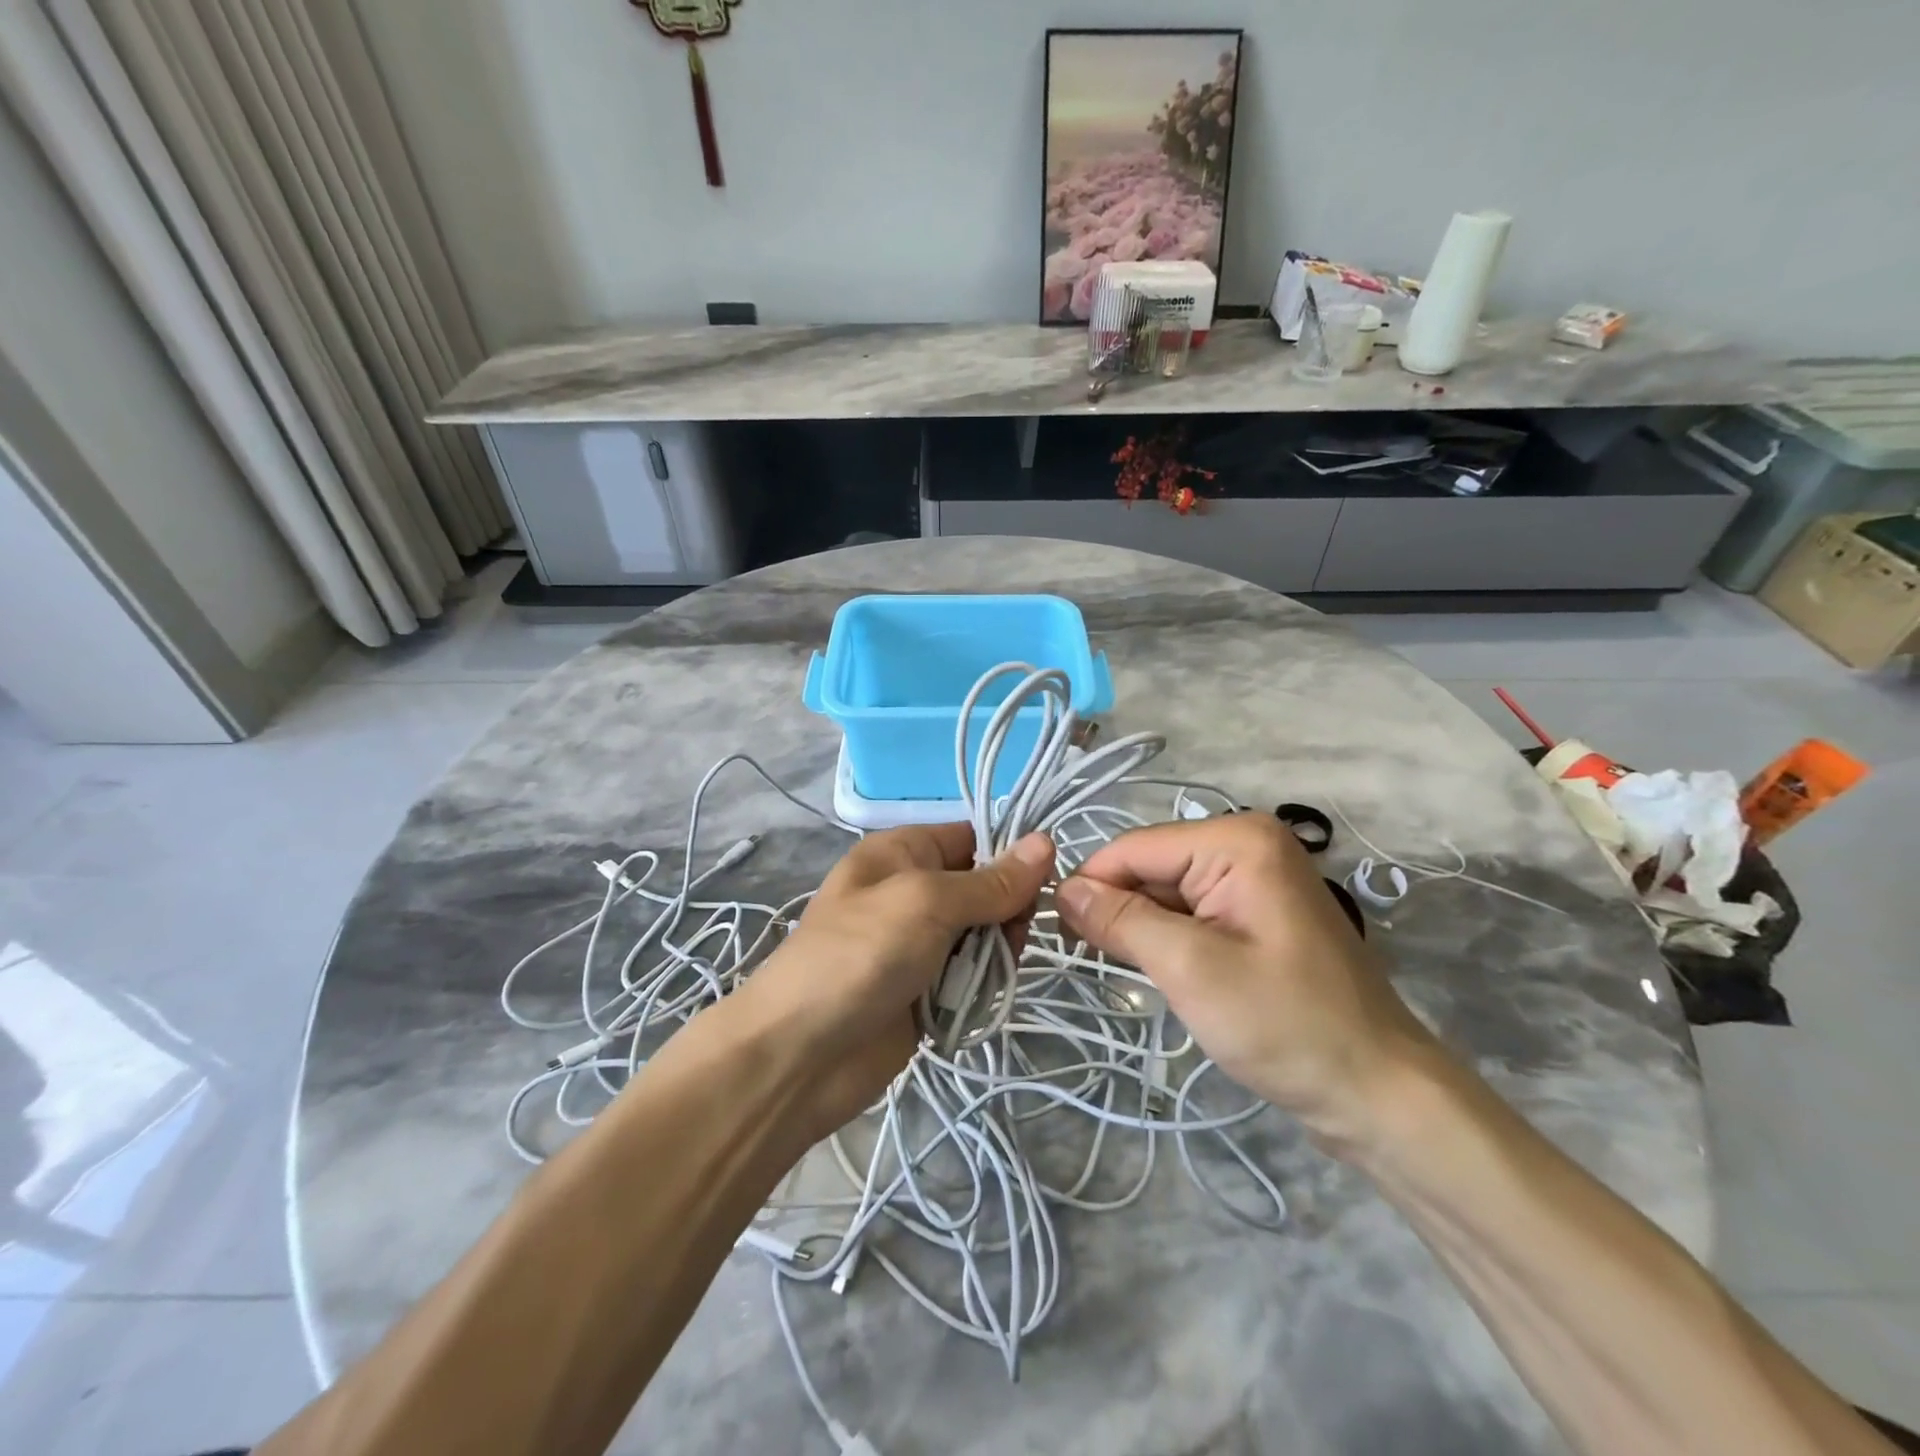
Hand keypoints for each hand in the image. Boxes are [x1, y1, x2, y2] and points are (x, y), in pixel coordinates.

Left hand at [740, 823, 1053, 1137]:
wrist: (799, 1055)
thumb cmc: (860, 954)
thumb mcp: (926, 902)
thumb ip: (990, 881)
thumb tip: (1047, 841)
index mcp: (903, 852)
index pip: (973, 837)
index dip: (1011, 854)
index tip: (1046, 881)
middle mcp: (912, 891)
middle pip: (984, 888)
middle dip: (1007, 911)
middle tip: (1012, 937)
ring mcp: (918, 944)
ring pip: (983, 935)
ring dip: (995, 953)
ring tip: (990, 973)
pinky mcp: (925, 990)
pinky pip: (971, 977)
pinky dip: (980, 986)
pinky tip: (979, 998)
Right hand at [1054, 813, 1437, 1153]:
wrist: (1377, 1093)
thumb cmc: (1285, 1024)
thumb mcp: (1190, 968)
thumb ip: (1121, 920)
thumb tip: (1062, 889)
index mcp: (1237, 839)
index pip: (1135, 847)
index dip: (1090, 885)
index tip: (1056, 933)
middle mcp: (1246, 843)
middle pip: (1151, 867)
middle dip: (1118, 909)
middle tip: (1087, 960)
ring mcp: (1254, 878)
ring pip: (1166, 892)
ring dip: (1141, 929)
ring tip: (1126, 971)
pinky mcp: (1255, 913)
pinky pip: (1191, 912)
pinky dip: (1167, 939)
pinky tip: (1162, 972)